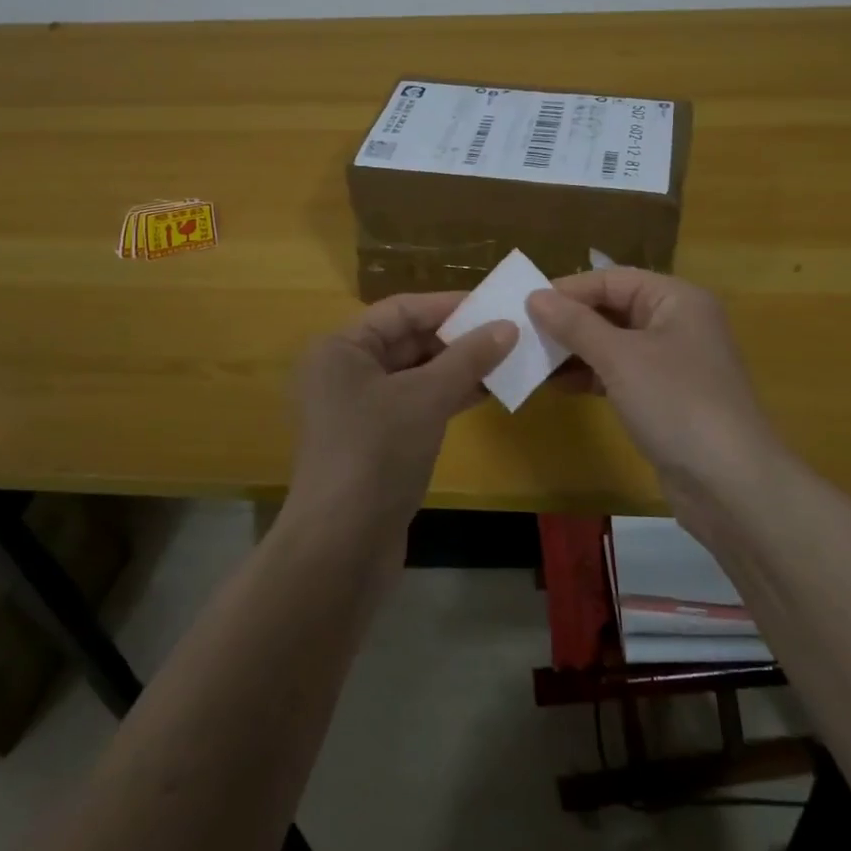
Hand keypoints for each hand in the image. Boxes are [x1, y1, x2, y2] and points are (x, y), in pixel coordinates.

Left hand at [288, 292, 515, 544]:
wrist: (342, 546)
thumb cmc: (377, 452)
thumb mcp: (426, 397)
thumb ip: (468, 358)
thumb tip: (509, 327)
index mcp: (342, 348)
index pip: (401, 310)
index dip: (448, 305)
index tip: (494, 304)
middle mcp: (345, 372)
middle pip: (408, 340)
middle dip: (457, 338)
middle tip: (509, 333)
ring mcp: (359, 409)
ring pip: (416, 375)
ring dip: (458, 368)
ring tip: (508, 360)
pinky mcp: (376, 442)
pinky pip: (416, 405)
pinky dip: (448, 397)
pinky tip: (487, 393)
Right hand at [527, 270, 795, 521]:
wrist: (730, 484)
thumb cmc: (676, 403)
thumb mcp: (620, 358)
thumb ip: (576, 324)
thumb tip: (535, 296)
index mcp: (677, 299)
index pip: (613, 279)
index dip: (569, 289)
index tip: (525, 303)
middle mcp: (677, 323)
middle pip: (613, 309)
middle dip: (570, 321)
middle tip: (523, 332)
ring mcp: (673, 363)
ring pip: (614, 344)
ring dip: (575, 351)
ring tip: (532, 359)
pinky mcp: (665, 398)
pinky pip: (620, 374)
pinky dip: (591, 377)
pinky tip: (557, 386)